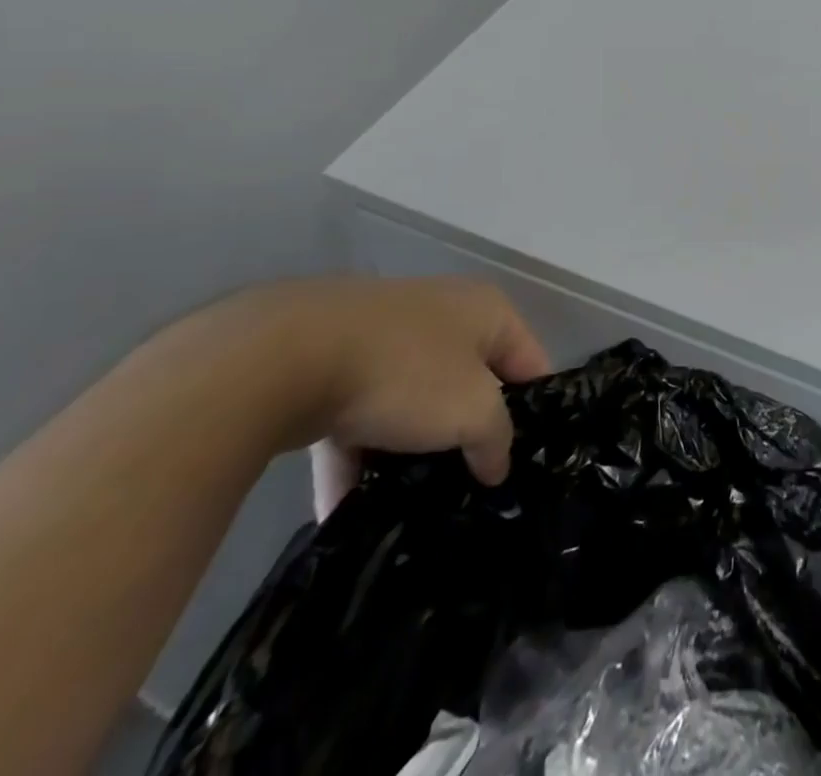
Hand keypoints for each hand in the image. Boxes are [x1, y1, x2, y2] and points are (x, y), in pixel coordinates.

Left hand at [179, 278, 549, 516]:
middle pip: (470, 384)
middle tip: (469, 488)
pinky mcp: (332, 362)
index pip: (529, 363)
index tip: (525, 463)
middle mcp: (443, 313)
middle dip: (466, 436)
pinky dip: (355, 457)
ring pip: (412, 402)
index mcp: (487, 310)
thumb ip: (497, 439)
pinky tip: (346, 510)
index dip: (534, 412)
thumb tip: (496, 465)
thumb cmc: (405, 372)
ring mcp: (385, 336)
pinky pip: (358, 416)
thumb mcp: (472, 411)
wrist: (286, 356)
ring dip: (409, 452)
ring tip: (409, 506)